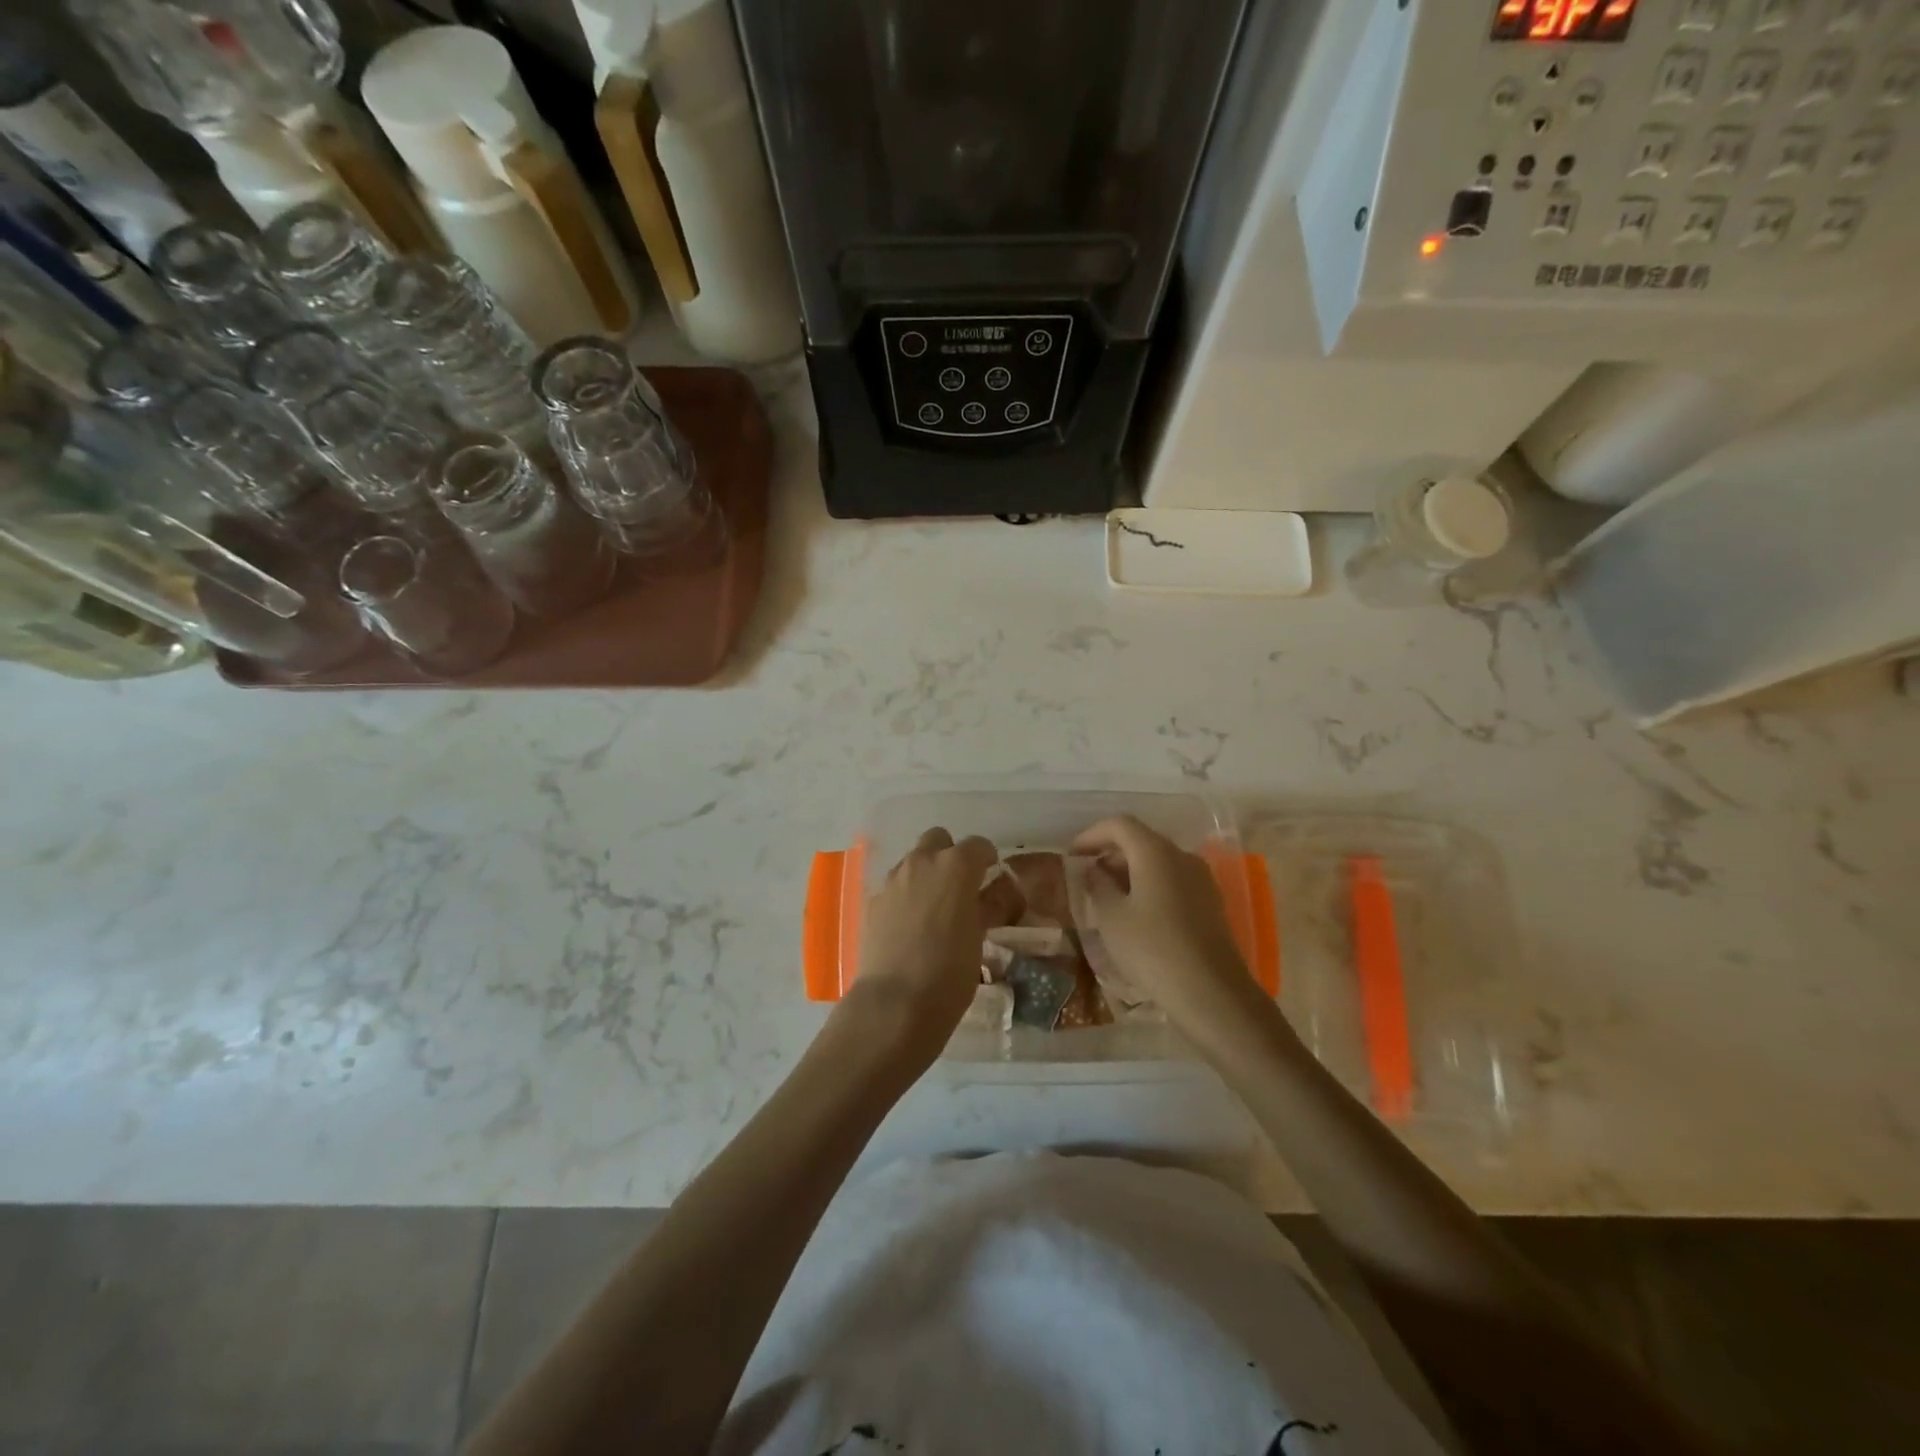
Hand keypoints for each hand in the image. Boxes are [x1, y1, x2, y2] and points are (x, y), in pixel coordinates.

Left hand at [843, 827, 999, 1070]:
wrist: (896, 1003)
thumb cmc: (950, 972)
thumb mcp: (978, 938)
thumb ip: (984, 907)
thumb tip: (988, 897)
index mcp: (956, 866)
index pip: (977, 845)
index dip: (986, 858)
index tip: (990, 875)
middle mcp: (922, 863)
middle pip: (938, 840)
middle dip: (949, 855)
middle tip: (959, 886)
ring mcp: (893, 880)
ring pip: (913, 861)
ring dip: (926, 874)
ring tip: (933, 909)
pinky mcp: (873, 901)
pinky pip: (895, 886)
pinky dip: (905, 896)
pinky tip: (910, 925)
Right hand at [1070, 815, 1262, 1040]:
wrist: (1211, 992)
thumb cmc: (1152, 949)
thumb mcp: (1112, 917)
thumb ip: (1098, 885)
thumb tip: (1093, 869)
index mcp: (1155, 852)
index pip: (1119, 825)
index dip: (1091, 835)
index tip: (1072, 855)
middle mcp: (1182, 856)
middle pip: (1141, 840)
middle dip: (1111, 853)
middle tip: (1087, 877)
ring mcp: (1201, 879)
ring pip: (1158, 861)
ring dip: (1130, 871)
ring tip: (1108, 898)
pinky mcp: (1210, 902)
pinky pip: (1173, 880)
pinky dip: (1150, 885)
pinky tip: (1137, 914)